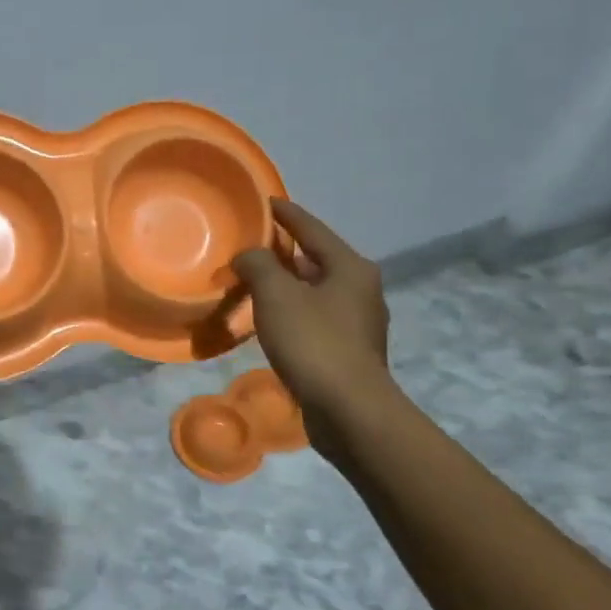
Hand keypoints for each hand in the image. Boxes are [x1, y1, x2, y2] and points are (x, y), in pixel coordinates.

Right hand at [232, 199, 392, 423]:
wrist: (348, 409)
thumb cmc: (314, 342)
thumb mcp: (277, 295)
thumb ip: (259, 265)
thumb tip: (249, 256)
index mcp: (351, 267)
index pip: (312, 228)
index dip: (286, 214)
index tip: (266, 201)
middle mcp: (361, 288)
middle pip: (316, 259)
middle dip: (284, 252)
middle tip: (252, 245)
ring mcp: (358, 322)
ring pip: (315, 291)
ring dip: (287, 285)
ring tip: (255, 282)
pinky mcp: (349, 350)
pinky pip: (315, 318)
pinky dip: (292, 312)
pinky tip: (272, 320)